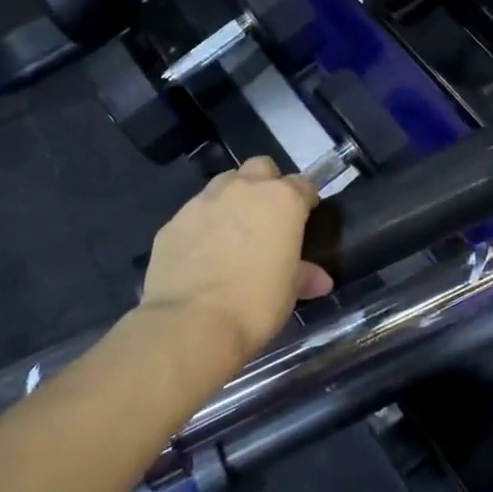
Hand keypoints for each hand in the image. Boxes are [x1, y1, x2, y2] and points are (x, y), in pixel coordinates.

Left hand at [138, 157, 334, 368]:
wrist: (191, 323)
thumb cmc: (255, 305)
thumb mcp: (288, 292)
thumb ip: (303, 275)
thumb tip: (319, 279)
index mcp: (281, 200)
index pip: (303, 185)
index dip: (305, 201)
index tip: (305, 218)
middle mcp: (243, 189)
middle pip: (260, 168)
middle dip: (266, 184)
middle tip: (267, 218)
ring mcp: (204, 201)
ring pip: (224, 184)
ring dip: (232, 200)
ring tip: (232, 233)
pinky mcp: (173, 221)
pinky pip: (194, 214)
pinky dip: (202, 225)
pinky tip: (201, 254)